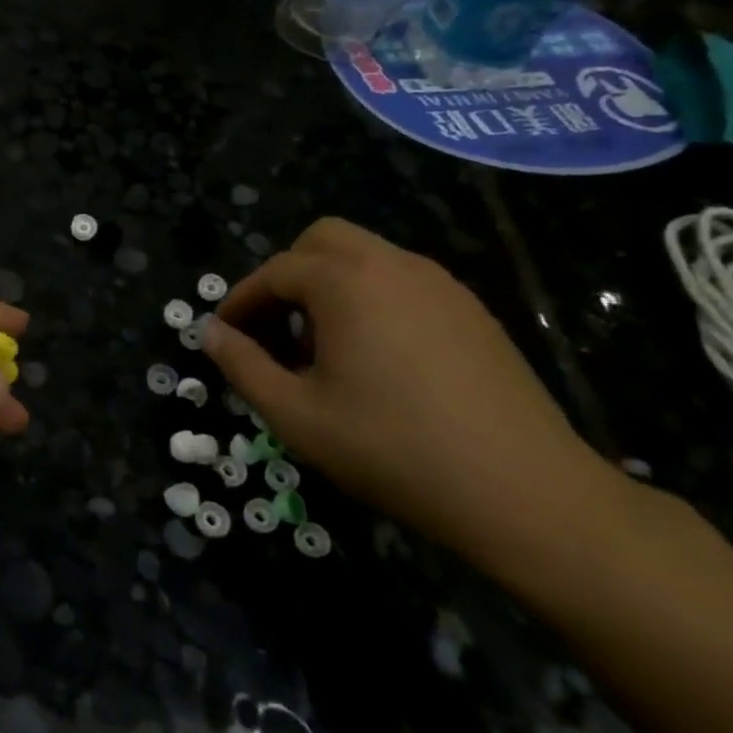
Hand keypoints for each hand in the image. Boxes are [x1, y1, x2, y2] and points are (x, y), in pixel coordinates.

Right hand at [202, 218, 616, 566]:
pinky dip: (370, 299)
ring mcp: (441, 285)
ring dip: (329, 286)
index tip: (226, 337)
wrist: (524, 492)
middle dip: (286, 276)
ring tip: (321, 350)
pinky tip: (375, 359)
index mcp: (346, 281)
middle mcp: (394, 265)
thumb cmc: (391, 448)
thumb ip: (241, 365)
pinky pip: (402, 283)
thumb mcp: (295, 414)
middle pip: (322, 240)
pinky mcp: (473, 311)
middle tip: (274, 329)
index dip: (242, 301)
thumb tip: (208, 332)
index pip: (275, 271)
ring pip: (366, 257)